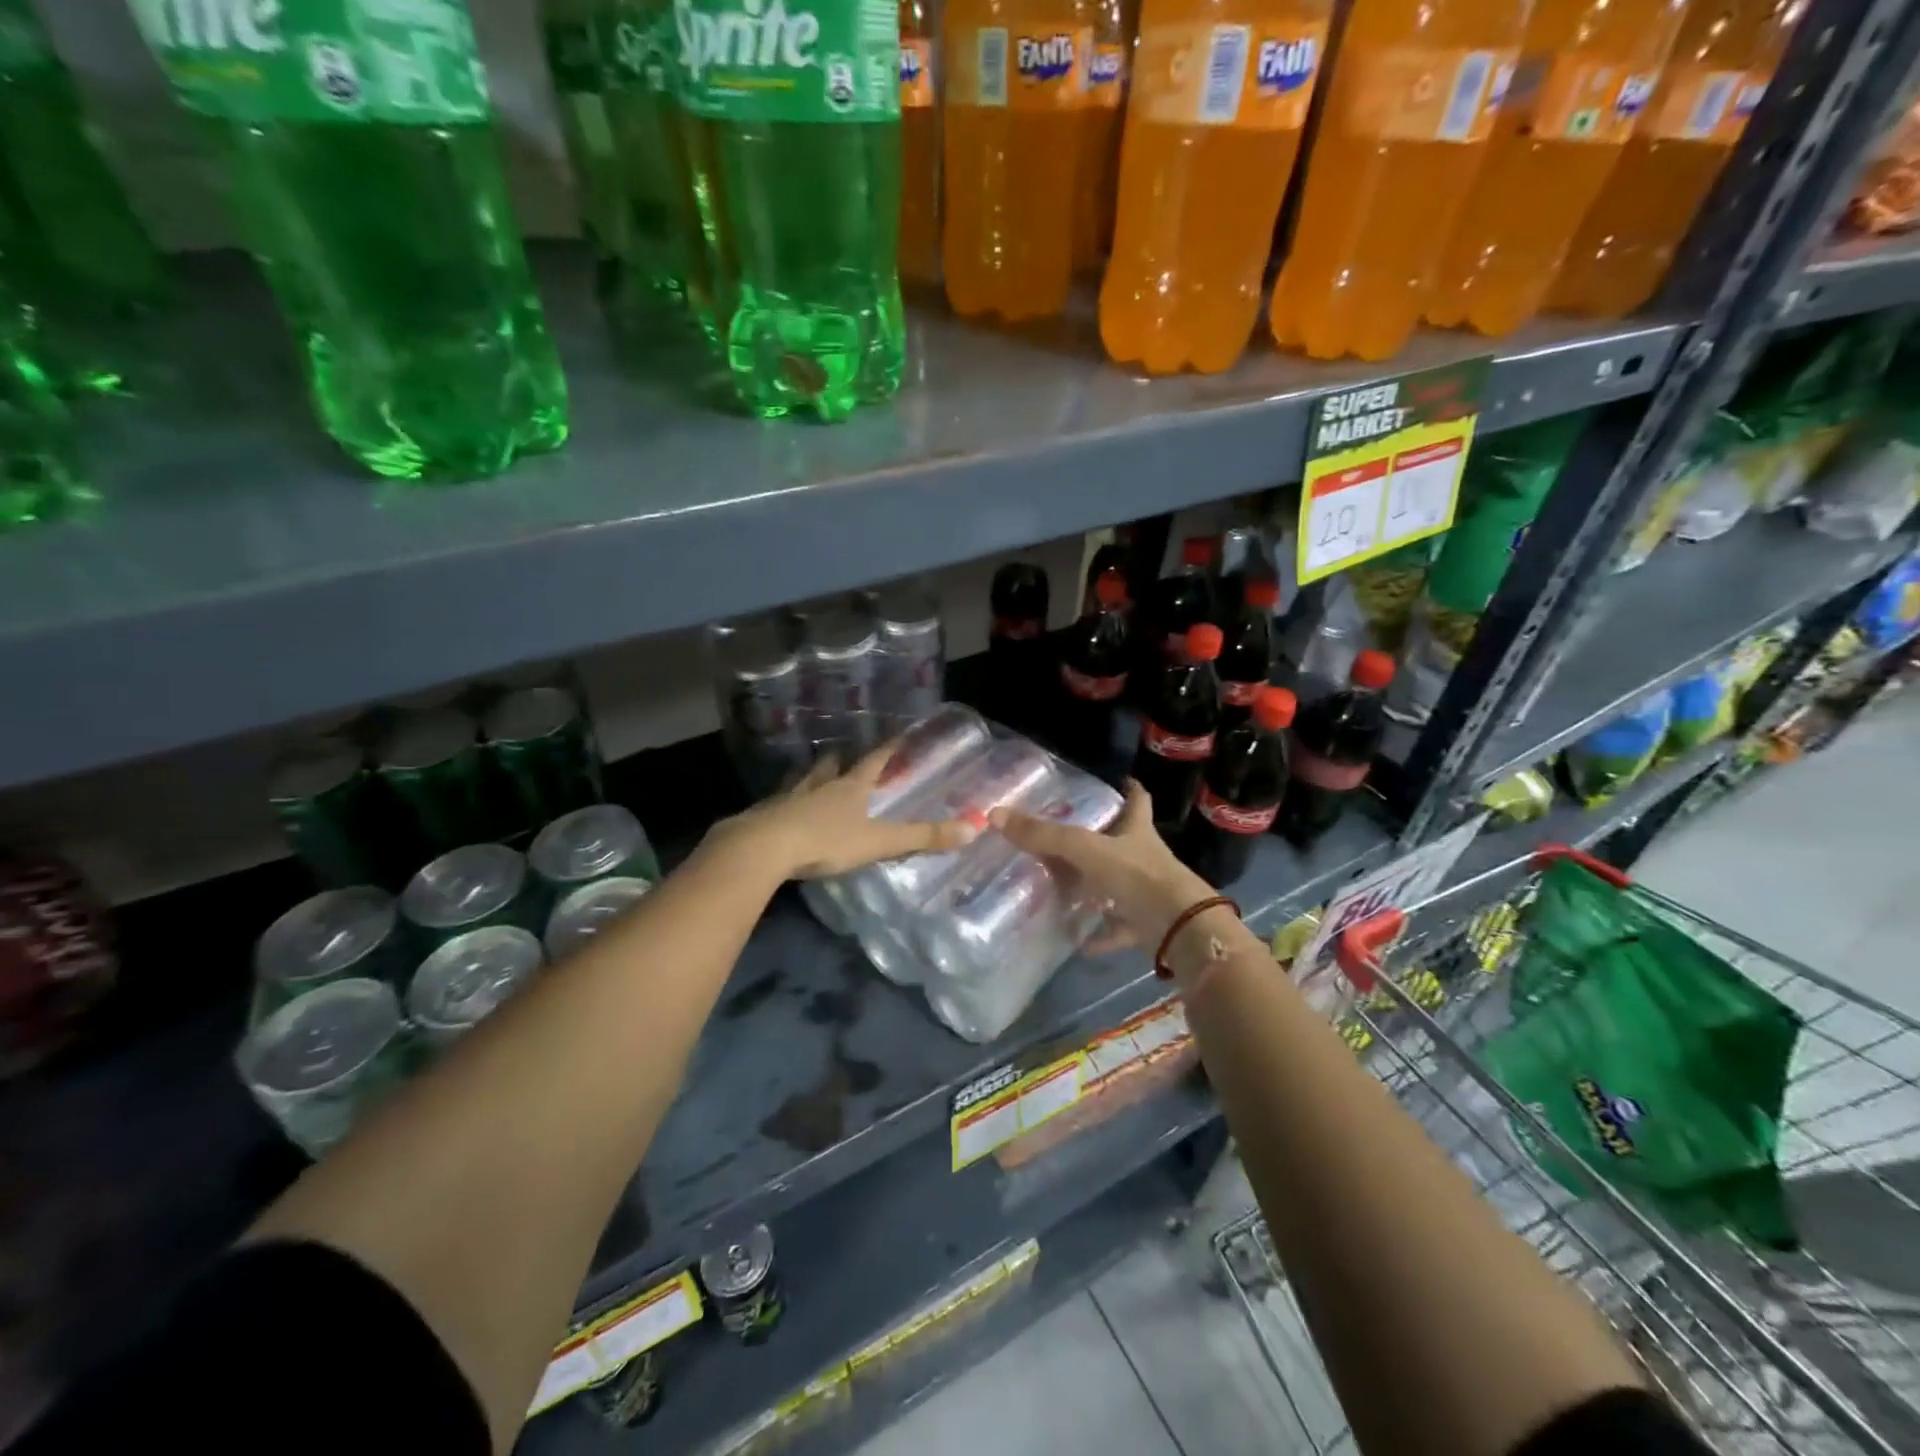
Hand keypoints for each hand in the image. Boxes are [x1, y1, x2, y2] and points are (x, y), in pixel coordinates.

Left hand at [709, 742, 978, 880]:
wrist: (763, 848)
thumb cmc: (826, 841)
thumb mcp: (880, 841)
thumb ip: (923, 837)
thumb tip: (973, 828)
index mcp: (849, 788)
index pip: (873, 762)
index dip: (887, 749)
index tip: (897, 735)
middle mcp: (819, 786)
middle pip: (832, 765)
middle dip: (840, 759)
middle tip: (843, 752)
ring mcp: (789, 799)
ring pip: (802, 780)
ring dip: (810, 774)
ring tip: (811, 772)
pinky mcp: (765, 816)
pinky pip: (778, 803)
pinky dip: (784, 801)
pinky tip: (779, 807)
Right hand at [991, 779, 1216, 950]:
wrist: (1180, 929)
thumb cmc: (1138, 877)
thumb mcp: (1086, 850)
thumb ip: (1044, 835)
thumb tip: (995, 814)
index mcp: (1137, 832)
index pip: (1137, 802)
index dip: (1130, 789)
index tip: (1123, 780)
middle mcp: (1145, 858)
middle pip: (1124, 842)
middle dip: (1103, 839)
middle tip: (1071, 835)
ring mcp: (1148, 892)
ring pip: (1119, 885)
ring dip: (1097, 887)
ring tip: (1066, 885)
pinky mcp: (1146, 924)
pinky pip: (1117, 927)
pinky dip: (1099, 933)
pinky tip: (1077, 941)